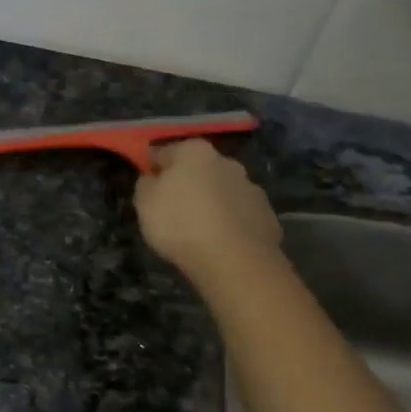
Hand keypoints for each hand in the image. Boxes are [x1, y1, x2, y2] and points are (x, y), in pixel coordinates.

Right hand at [135, 139, 281, 284]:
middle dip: (186, 184)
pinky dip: (230, 223)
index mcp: (194, 151)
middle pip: (198, 169)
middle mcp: (226, 161)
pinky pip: (239, 215)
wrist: (234, 260)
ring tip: (198, 231)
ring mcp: (251, 187)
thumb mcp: (144, 203)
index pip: (164, 152)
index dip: (153, 170)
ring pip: (222, 191)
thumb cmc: (180, 224)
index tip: (148, 189)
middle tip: (172, 211)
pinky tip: (220, 243)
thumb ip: (146, 184)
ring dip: (211, 203)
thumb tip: (154, 178)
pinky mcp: (266, 214)